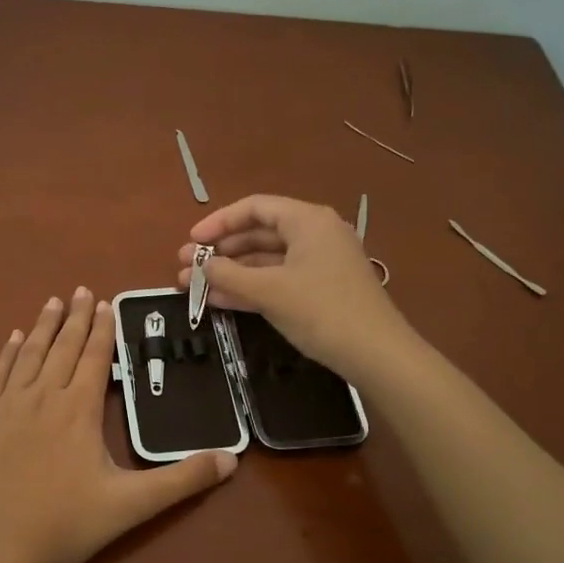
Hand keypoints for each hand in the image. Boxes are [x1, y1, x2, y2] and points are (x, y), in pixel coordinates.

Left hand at [0, 288, 237, 562]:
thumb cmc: (63, 524)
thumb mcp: (131, 505)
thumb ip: (181, 481)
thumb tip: (231, 460)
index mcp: (78, 409)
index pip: (94, 358)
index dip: (102, 330)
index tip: (106, 304)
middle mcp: (43, 395)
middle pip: (63, 347)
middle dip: (75, 317)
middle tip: (81, 290)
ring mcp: (7, 405)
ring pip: (29, 354)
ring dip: (44, 326)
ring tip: (52, 302)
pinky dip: (7, 353)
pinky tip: (13, 339)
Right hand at [177, 194, 412, 380]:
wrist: (377, 354)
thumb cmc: (322, 311)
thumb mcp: (270, 291)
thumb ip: (230, 274)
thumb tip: (202, 265)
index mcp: (307, 221)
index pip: (255, 208)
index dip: (219, 222)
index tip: (192, 241)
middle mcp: (315, 234)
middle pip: (258, 234)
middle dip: (220, 251)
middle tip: (186, 267)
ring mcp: (319, 263)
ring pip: (266, 260)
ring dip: (230, 272)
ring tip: (194, 287)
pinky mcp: (321, 290)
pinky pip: (278, 280)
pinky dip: (250, 287)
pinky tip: (220, 300)